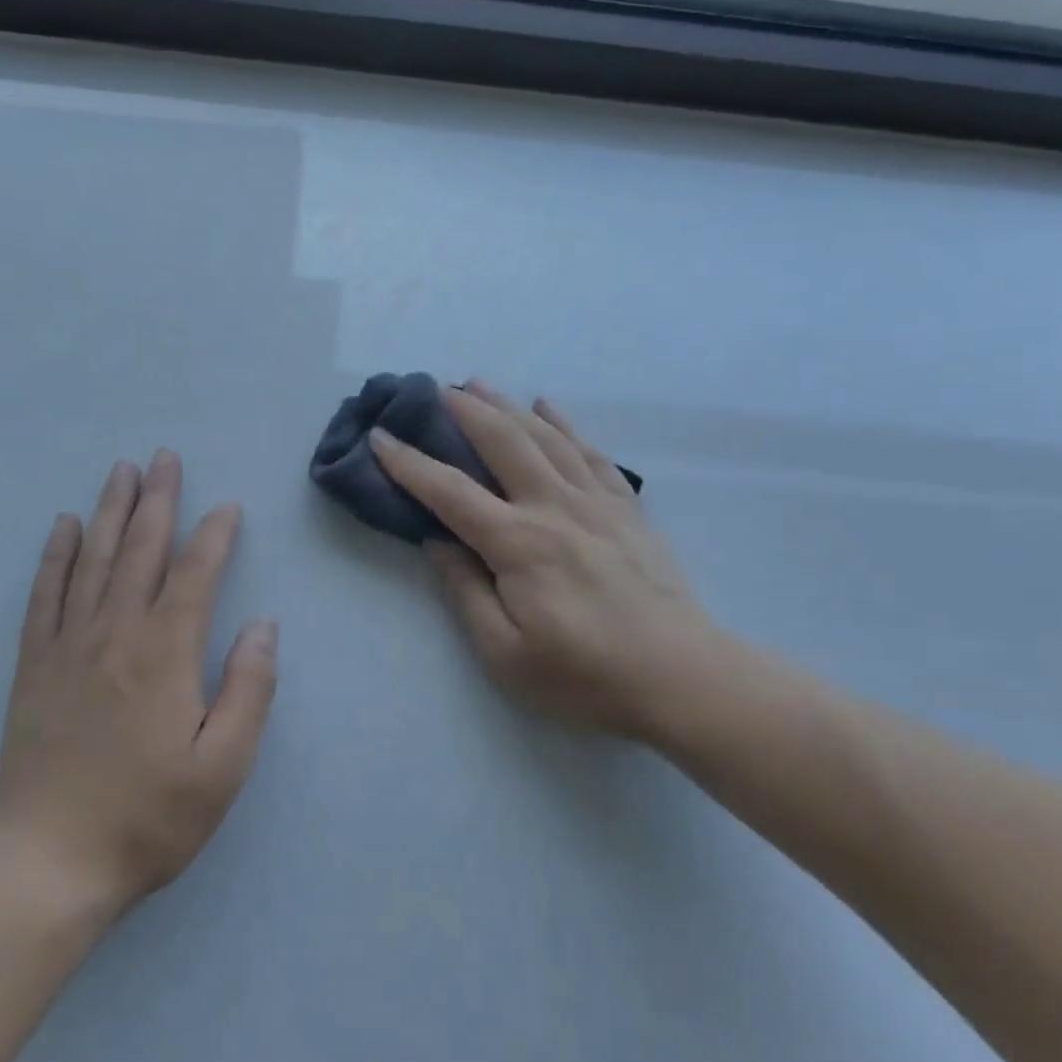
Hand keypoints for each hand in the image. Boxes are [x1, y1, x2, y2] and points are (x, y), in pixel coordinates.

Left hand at [0, 452, 277, 918]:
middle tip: (164, 457)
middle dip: (157, 500)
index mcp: (165, 654)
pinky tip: (64, 526)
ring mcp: (69, 645)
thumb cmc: (148, 817)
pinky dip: (55, 554)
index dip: (214, 536)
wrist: (47, 864)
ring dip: (110, 510)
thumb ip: (249, 690)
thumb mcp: (223, 767)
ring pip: (93, 559)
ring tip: (121, 470)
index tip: (227, 507)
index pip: (194, 575)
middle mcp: (115, 633)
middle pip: (140, 549)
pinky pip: (45, 594)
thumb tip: (263, 626)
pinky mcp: (34, 665)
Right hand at [370, 382, 718, 747]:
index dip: (408, 463)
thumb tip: (438, 542)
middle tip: (434, 389)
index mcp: (517, 543)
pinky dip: (565, 424)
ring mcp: (595, 502)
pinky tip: (548, 407)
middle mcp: (553, 507)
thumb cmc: (584, 676)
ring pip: (544, 436)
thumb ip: (465, 592)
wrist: (681, 677)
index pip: (450, 492)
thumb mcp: (505, 654)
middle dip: (463, 411)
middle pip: (501, 442)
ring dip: (507, 406)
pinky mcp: (625, 508)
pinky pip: (590, 452)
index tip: (380, 437)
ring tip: (479, 384)